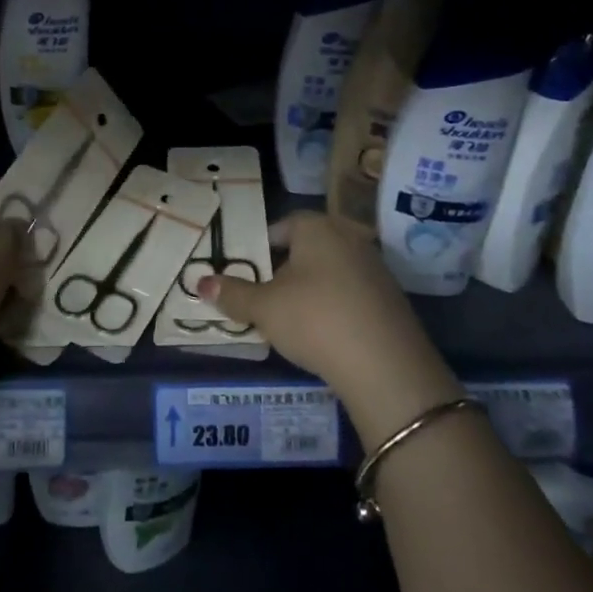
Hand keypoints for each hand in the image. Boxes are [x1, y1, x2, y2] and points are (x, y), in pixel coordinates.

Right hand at [195, 211, 463, 446]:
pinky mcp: (391, 299)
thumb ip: (233, 294)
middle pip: (307, 247)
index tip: (246, 271)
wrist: (386, 366)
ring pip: (330, 271)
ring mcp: (375, 268)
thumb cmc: (314, 319)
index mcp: (317, 228)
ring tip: (290, 318)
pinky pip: (352, 293)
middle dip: (284, 268)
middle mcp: (349, 237)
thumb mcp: (264, 308)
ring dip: (311, 288)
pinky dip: (335, 306)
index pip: (282, 225)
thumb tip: (201, 283)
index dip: (260, 246)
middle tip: (263, 295)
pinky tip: (324, 334)